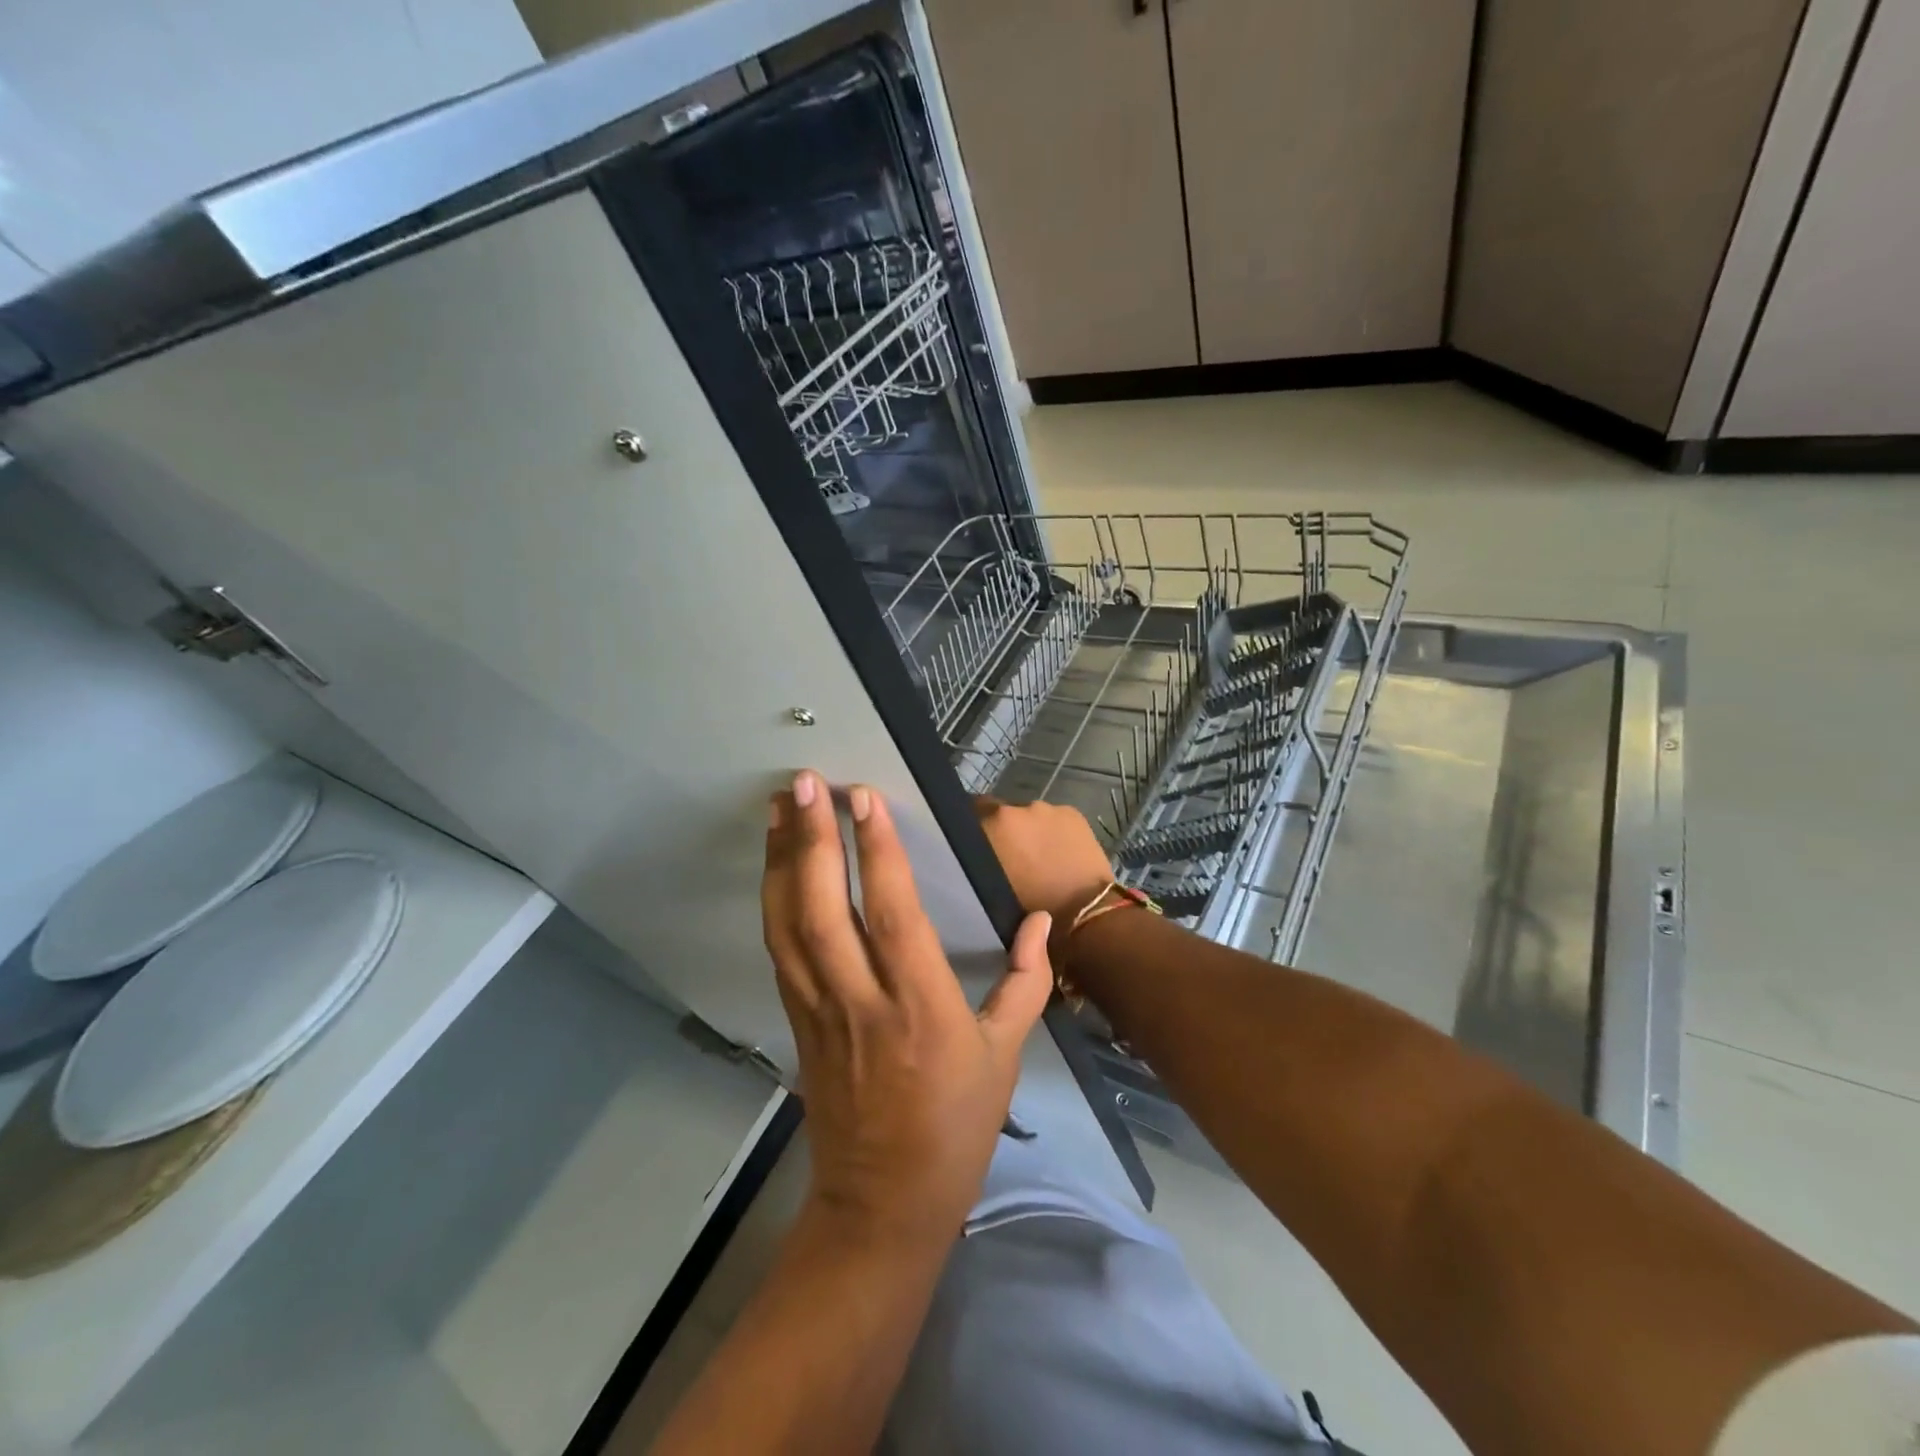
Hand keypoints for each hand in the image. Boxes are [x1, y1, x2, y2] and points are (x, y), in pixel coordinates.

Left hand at [763, 771, 1053, 1239]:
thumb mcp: (1005, 1056)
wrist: (884, 1204)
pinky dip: (773, 902)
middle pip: (823, 909)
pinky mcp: (797, 1022)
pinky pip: (780, 953)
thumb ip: (1027, 981)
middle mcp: (860, 1001)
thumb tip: (1038, 920)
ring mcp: (819, 1012)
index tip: (863, 798)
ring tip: (779, 809)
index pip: (892, 913)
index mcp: (921, 1007)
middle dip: (811, 839)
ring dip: (780, 861)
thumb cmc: (955, 1126)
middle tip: (804, 783)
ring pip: (788, 926)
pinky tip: (775, 868)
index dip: (876, 851)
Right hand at [973, 796, 1112, 946]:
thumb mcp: (990, 888)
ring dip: (1030, 831)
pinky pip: (1054, 819)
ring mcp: (1047, 808)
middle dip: (1004, 830)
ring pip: (1030, 817)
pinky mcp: (1072, 813)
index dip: (975, 829)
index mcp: (992, 825)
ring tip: (1039, 857)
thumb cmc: (1030, 909)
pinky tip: (1061, 853)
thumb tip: (979, 852)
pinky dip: (1053, 831)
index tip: (979, 845)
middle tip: (1011, 856)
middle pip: (1002, 813)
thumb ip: (980, 862)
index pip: (971, 813)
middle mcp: (1016, 808)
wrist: (1084, 913)